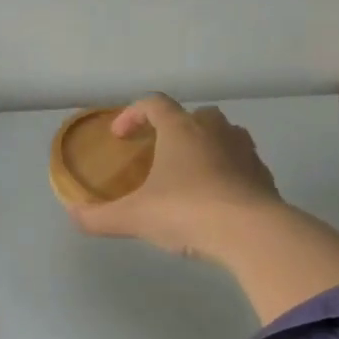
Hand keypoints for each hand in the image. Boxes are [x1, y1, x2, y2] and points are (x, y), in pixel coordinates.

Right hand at [67, 95, 282, 262]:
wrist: (252, 234)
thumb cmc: (187, 212)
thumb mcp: (134, 218)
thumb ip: (99, 217)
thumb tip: (74, 215)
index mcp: (180, 129)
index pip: (154, 104)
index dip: (132, 114)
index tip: (120, 136)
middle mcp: (215, 131)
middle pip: (194, 115)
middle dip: (174, 129)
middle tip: (159, 153)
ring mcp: (244, 151)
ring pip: (224, 135)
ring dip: (205, 147)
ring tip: (189, 175)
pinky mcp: (264, 176)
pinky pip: (242, 164)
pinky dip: (227, 173)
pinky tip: (216, 199)